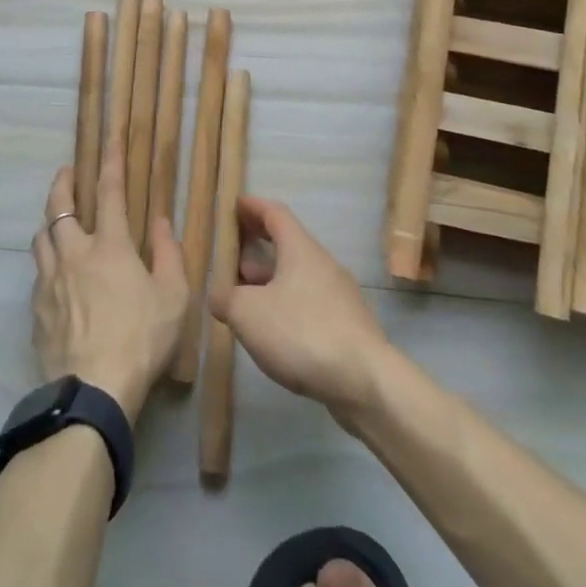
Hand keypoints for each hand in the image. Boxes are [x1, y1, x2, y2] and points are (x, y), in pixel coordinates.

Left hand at [31, 145, 188, 421]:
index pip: (110, 192)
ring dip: (50, 221)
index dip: (110, 161)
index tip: (109, 138)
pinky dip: (46, 262)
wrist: (93, 390)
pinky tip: (54, 274)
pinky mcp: (36, 309)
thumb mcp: (174, 297)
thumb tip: (160, 221)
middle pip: (59, 206)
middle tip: (67, 172)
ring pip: (41, 237)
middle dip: (62, 183)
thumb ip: (168, 254)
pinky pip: (37, 272)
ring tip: (57, 220)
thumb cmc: (142, 339)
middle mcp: (74, 253)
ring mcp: (49, 281)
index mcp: (110, 246)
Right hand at [210, 195, 393, 417]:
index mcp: (300, 249)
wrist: (366, 381)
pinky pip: (309, 302)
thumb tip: (219, 295)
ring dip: (270, 280)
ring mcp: (339, 295)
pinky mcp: (347, 325)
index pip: (275, 214)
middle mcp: (323, 264)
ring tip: (246, 297)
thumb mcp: (247, 313)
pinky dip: (286, 304)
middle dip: (257, 247)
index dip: (252, 207)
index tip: (234, 205)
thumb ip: (225, 298)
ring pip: (297, 276)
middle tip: (232, 256)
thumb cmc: (301, 332)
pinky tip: (273, 330)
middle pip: (287, 244)